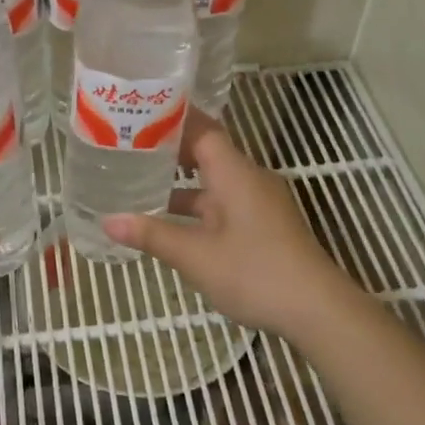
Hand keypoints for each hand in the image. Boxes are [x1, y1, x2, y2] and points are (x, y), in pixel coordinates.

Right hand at [103, 111, 347, 337]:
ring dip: (183, 183)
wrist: (316, 309)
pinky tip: (173, 222)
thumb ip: (152, 235)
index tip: (139, 114)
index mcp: (235, 174)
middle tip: (129, 148)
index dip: (172, 120)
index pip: (202, 130)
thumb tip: (108, 221)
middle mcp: (250, 179)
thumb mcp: (195, 256)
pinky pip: (225, 203)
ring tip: (141, 183)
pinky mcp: (265, 225)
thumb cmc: (254, 273)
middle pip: (208, 152)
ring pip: (216, 182)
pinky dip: (199, 206)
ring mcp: (261, 203)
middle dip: (170, 150)